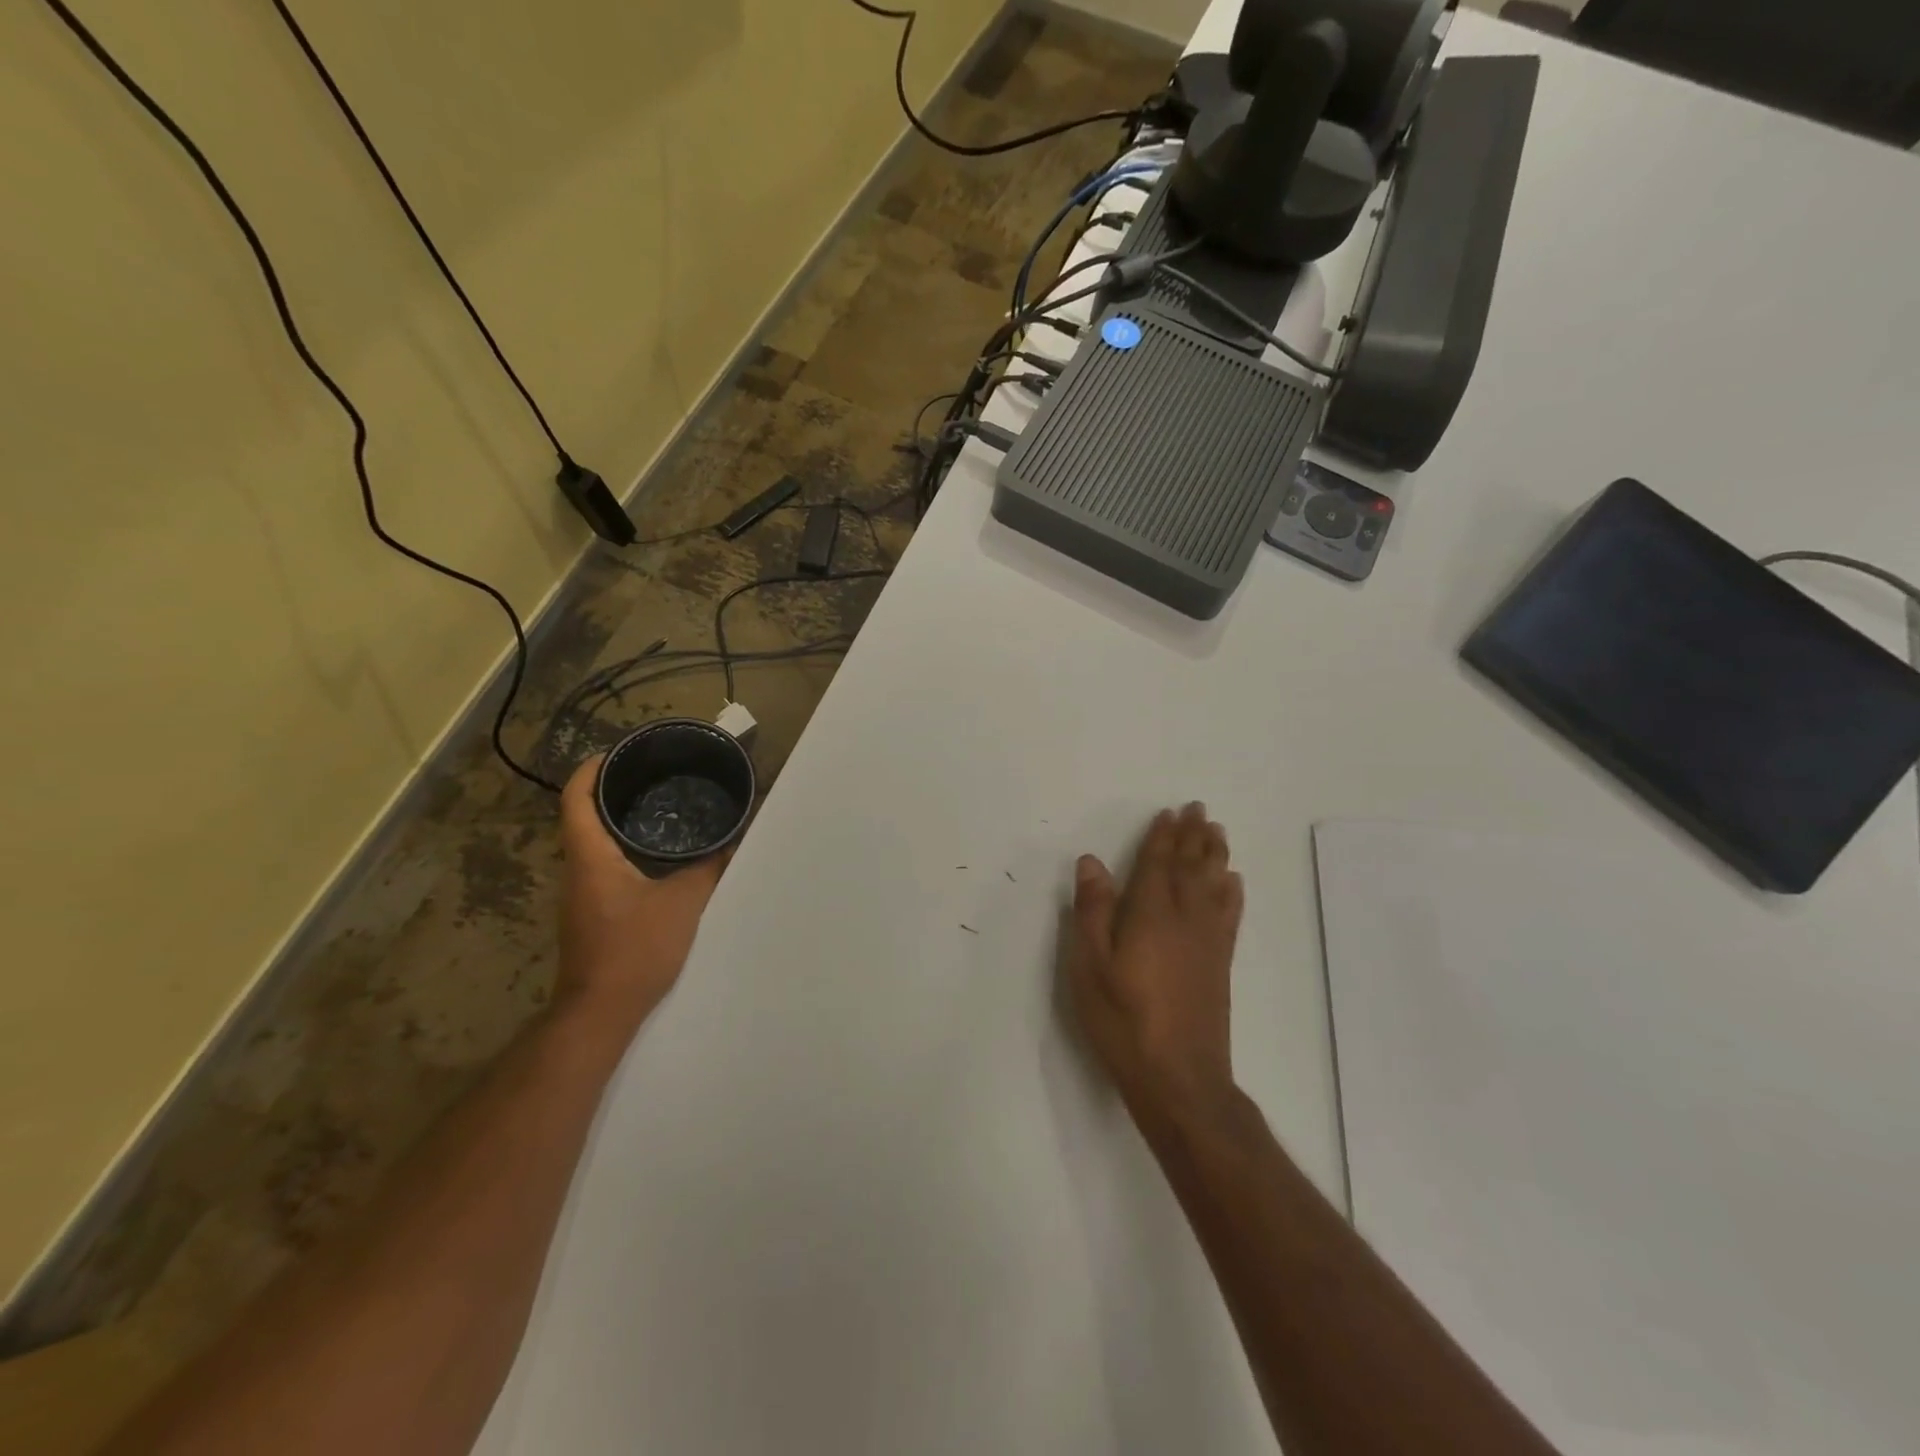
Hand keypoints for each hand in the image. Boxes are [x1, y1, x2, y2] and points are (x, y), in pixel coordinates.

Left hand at [555, 756, 724, 1040]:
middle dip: (612, 791)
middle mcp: (578, 870)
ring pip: (594, 844)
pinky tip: (657, 857)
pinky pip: (604, 867)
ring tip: (659, 808)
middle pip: (583, 817)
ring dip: (619, 822)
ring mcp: (581, 895)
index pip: (575, 799)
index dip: (591, 770)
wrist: (601, 1011)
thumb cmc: (636, 949)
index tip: (618, 752)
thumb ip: (707, 868)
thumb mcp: (683, 902)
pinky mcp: (591, 915)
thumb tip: (730, 841)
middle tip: (653, 776)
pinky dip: (624, 850)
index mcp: (591, 857)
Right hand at [1068, 804, 1244, 1132]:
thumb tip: (1093, 862)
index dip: (1162, 836)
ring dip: (1215, 854)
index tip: (1169, 812)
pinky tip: (1234, 882)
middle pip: (1190, 867)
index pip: (1157, 864)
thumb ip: (1092, 911)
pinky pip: (1230, 914)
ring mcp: (1207, 941)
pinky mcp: (1220, 963)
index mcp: (1150, 914)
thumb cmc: (1122, 1019)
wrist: (1178, 1076)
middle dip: (1193, 836)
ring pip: (1214, 884)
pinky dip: (1232, 892)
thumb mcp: (1090, 966)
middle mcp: (1184, 918)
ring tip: (1217, 831)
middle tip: (1198, 809)